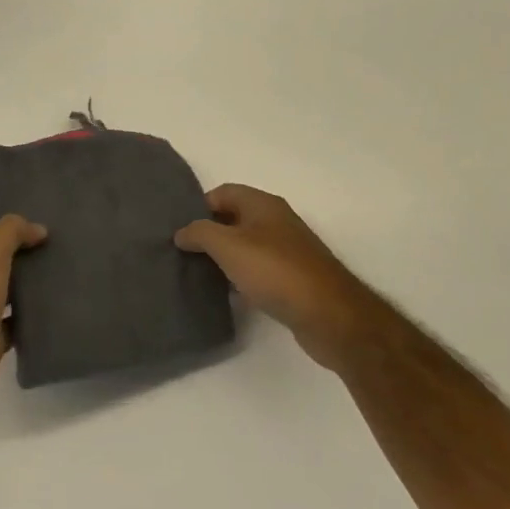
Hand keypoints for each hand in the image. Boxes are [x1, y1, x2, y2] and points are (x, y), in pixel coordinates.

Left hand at [0, 216, 46, 431]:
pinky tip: (59, 311)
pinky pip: (15, 323)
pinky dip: (33, 318)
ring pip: (9, 290)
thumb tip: (38, 229)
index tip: (51, 223)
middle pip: (0, 258)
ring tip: (70, 275)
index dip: (15, 224)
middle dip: (29, 252)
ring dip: (33, 285)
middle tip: (67, 247)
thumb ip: (12, 231)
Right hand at [174, 184, 367, 370]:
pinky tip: (229, 294)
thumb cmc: (275, 270)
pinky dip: (242, 278)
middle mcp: (277, 221)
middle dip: (209, 233)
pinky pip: (259, 270)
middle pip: (234, 219)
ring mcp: (288, 250)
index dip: (198, 207)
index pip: (222, 192)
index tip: (180, 230)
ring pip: (246, 246)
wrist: (329, 315)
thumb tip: (181, 232)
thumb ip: (199, 233)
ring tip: (199, 274)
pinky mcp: (294, 279)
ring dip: (224, 257)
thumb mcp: (227, 245)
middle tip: (183, 252)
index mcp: (263, 204)